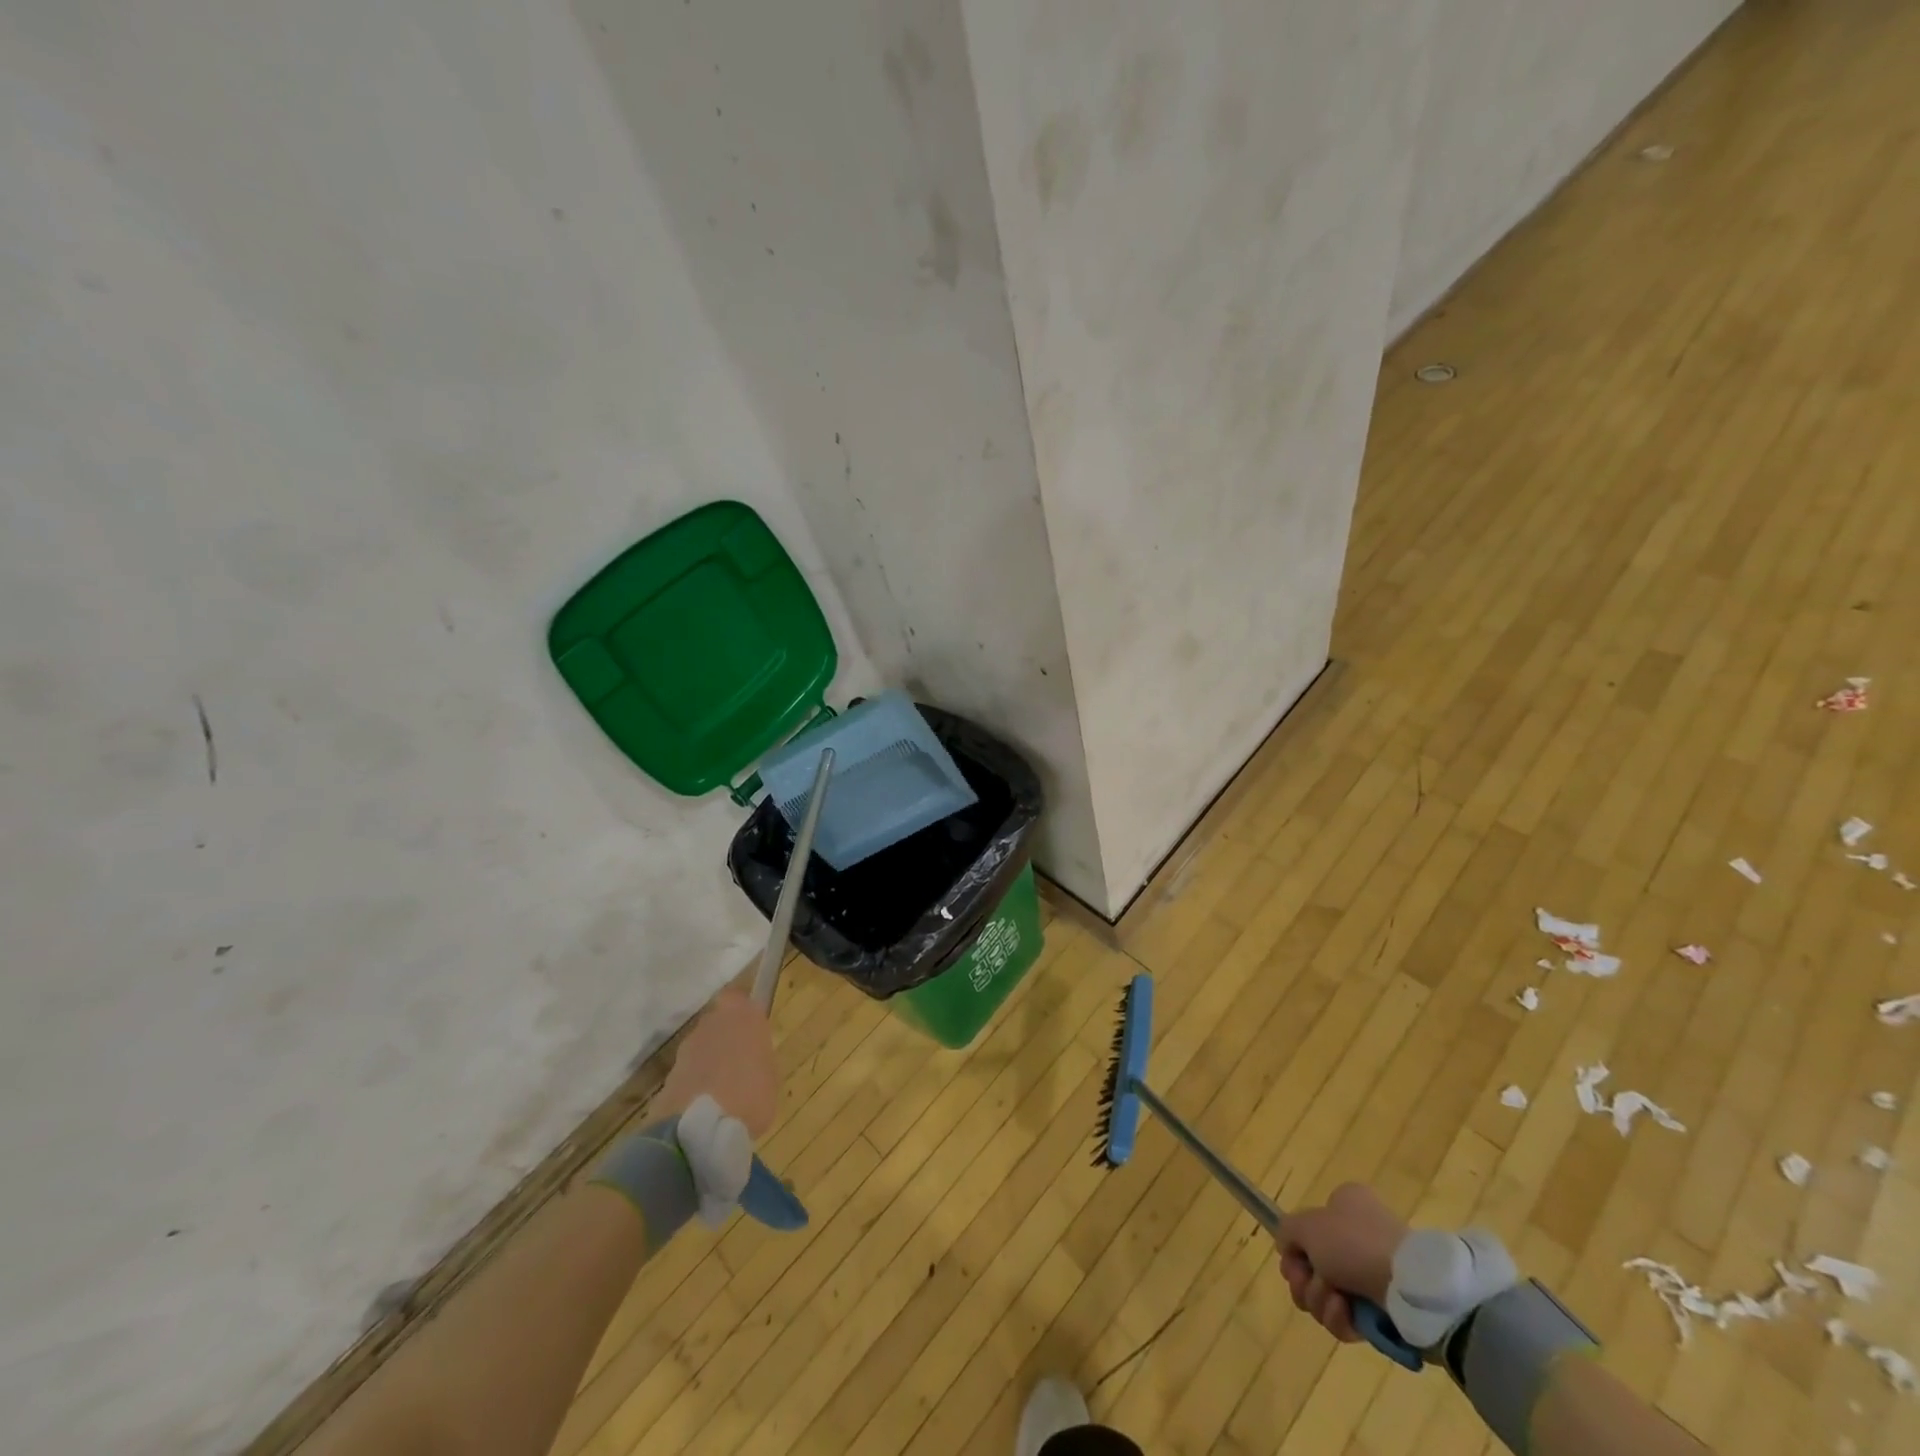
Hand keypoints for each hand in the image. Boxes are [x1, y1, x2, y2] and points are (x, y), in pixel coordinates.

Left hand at [658, 989, 778, 1136]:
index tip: (751, 1033)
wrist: (701, 1128)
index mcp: (744, 1016)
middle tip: (738, 1063)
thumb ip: (758, 1056)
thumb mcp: (770, 1075)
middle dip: (725, 1037)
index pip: (738, 998)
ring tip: (721, 1090)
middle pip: (718, 1022)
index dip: (742, 1014)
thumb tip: (750, 1056)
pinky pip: (688, 1070)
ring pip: (701, 1045)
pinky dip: (694, 1081)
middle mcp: (713, 1022)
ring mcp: (688, 1046)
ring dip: (708, 1060)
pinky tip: (704, 1105)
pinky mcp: (669, 1072)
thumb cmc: (751, 1096)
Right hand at [1274, 1182, 1407, 1341]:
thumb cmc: (1354, 1243)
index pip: (1307, 1227)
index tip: (1292, 1262)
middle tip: (1306, 1284)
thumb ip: (1287, 1231)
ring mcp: (1373, 1272)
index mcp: (1346, 1204)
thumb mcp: (1306, 1225)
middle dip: (1305, 1281)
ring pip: (1328, 1292)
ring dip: (1321, 1301)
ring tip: (1334, 1302)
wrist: (1409, 1288)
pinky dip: (1342, 1319)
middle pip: (1314, 1264)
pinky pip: (1350, 1317)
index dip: (1294, 1248)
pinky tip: (1346, 1314)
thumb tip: (1288, 1247)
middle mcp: (1359, 1234)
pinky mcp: (1385, 1309)